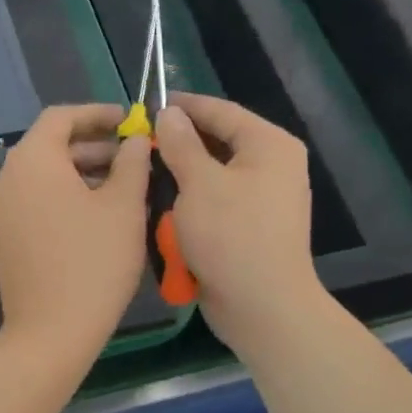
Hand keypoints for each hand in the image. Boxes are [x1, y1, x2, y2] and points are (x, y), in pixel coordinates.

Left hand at [0, 104, 150, 365]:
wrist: (50, 332)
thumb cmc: (93, 262)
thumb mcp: (124, 206)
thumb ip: (132, 162)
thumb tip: (135, 140)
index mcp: (32, 160)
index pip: (62, 117)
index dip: (98, 114)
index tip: (129, 121)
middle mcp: (6, 177)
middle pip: (51, 145)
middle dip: (94, 146)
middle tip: (134, 156)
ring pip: (44, 174)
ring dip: (81, 171)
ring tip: (123, 184)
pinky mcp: (3, 234)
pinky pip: (35, 199)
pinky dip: (63, 194)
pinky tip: (97, 211)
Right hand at [154, 94, 323, 355]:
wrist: (262, 307)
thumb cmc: (231, 236)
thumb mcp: (199, 183)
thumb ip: (181, 144)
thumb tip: (169, 113)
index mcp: (269, 145)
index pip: (221, 111)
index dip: (184, 106)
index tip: (147, 105)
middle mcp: (272, 165)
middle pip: (218, 142)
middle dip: (178, 144)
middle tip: (139, 143)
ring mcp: (263, 198)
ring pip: (213, 174)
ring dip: (181, 176)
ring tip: (145, 172)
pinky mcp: (250, 226)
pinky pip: (216, 201)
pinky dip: (191, 202)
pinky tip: (162, 205)